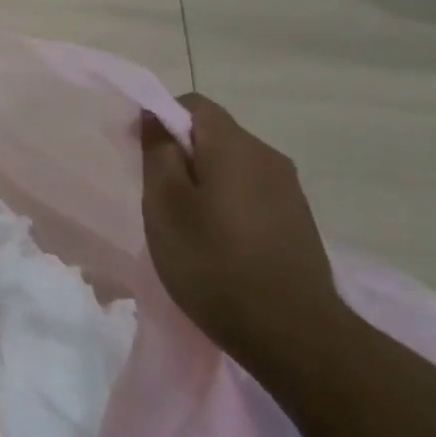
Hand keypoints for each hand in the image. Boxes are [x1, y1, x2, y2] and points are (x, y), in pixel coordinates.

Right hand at [139, 95, 341, 353]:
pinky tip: (215, 242)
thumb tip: (155, 115)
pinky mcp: (297, 220)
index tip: (139, 154)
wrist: (290, 332)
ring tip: (183, 224)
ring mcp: (289, 190)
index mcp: (236, 147)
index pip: (194, 104)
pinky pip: (250, 193)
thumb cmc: (212, 262)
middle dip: (180, 154)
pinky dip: (225, 203)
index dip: (160, 118)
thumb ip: (158, 153)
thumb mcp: (165, 205)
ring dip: (202, 181)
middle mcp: (269, 157)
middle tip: (154, 195)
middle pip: (214, 134)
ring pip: (232, 166)